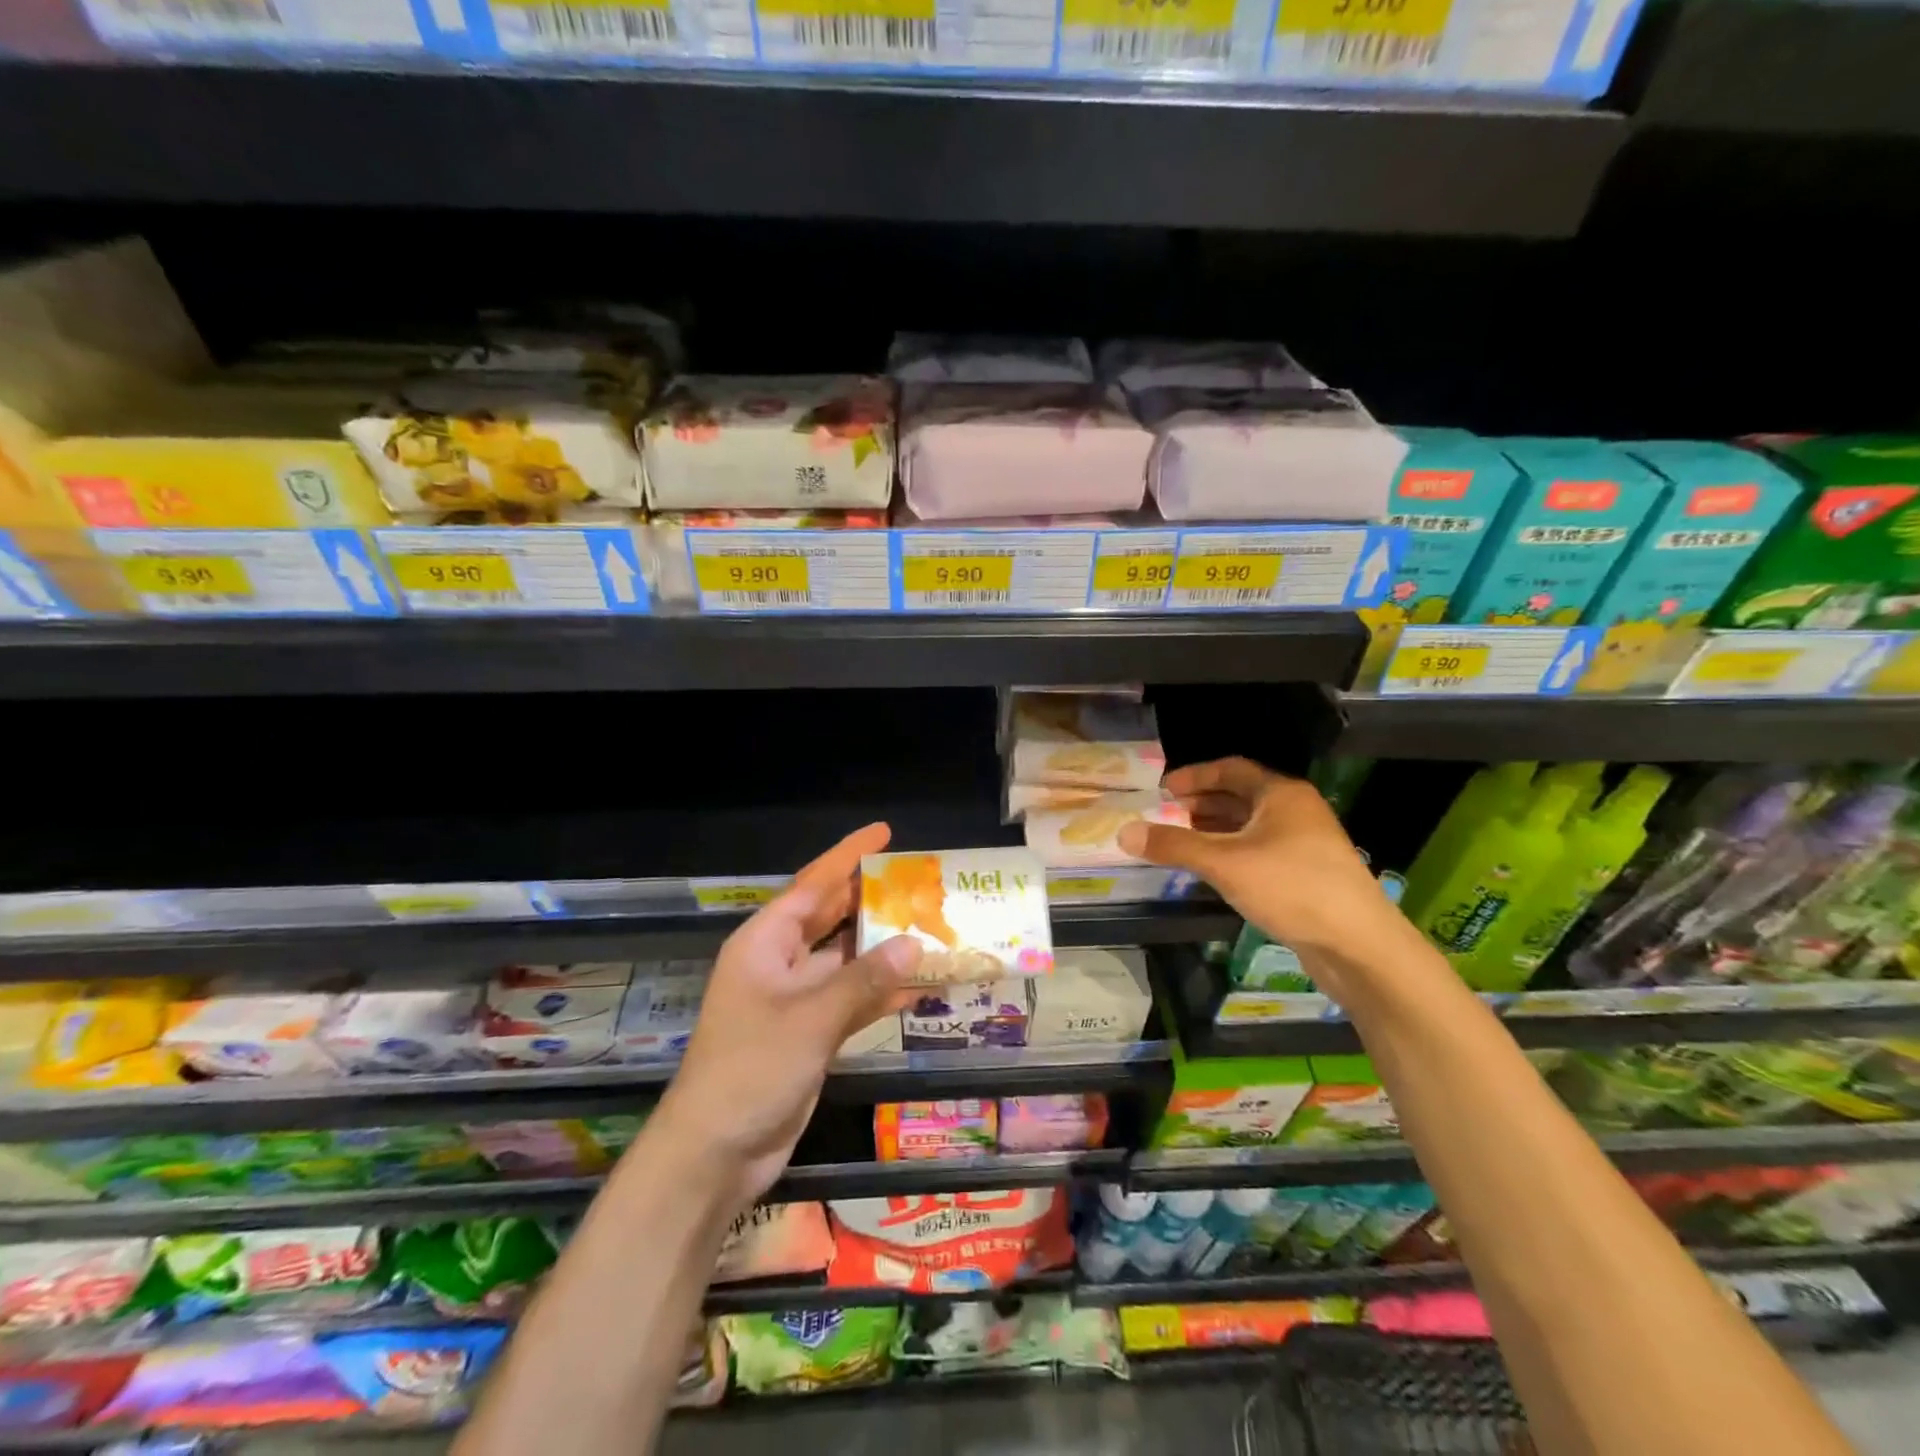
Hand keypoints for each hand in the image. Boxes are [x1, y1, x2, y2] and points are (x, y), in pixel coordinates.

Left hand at [652, 822, 923, 1210]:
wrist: (714, 1153)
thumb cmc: (751, 1069)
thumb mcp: (810, 1018)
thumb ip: (864, 979)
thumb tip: (914, 944)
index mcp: (765, 942)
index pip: (813, 885)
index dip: (848, 856)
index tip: (885, 833)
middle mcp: (780, 962)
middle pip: (832, 918)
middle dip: (872, 900)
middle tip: (920, 881)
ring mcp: (796, 1000)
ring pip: (847, 961)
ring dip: (884, 950)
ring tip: (932, 929)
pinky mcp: (811, 1034)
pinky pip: (852, 1001)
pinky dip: (881, 993)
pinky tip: (921, 987)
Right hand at [1119, 757, 1401, 973]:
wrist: (1357, 944)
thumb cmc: (1290, 887)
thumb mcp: (1224, 863)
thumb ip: (1174, 845)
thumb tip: (1124, 832)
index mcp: (1280, 794)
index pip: (1230, 769)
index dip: (1193, 776)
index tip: (1162, 790)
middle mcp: (1295, 810)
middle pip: (1239, 796)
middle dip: (1200, 804)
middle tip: (1165, 816)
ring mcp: (1304, 842)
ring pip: (1249, 826)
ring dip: (1214, 830)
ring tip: (1180, 842)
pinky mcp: (1306, 872)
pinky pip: (1259, 849)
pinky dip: (1231, 851)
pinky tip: (1212, 869)